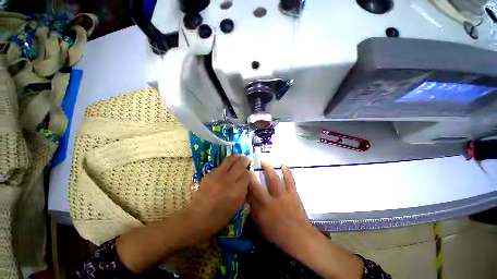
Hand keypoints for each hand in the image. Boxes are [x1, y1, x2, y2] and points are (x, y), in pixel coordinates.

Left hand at [185, 154, 250, 238]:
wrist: (198, 217)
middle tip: (246, 158)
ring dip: (236, 157)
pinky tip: (228, 164)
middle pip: (240, 165)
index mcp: (237, 191)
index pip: (247, 175)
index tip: (248, 172)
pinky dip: (226, 163)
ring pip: (230, 161)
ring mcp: (218, 176)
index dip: (249, 172)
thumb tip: (245, 180)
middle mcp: (229, 181)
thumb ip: (243, 191)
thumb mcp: (237, 206)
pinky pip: (221, 165)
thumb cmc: (219, 217)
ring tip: (239, 156)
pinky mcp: (210, 174)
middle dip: (245, 161)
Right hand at [248, 162, 311, 250]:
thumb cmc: (278, 234)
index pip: (249, 196)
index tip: (242, 177)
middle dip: (252, 175)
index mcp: (261, 210)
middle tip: (249, 166)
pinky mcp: (292, 193)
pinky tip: (284, 165)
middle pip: (258, 186)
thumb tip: (249, 200)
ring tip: (265, 161)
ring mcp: (282, 196)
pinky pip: (290, 180)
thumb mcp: (261, 227)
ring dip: (269, 169)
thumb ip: (254, 212)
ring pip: (274, 179)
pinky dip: (287, 172)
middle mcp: (270, 201)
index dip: (245, 185)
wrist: (299, 237)